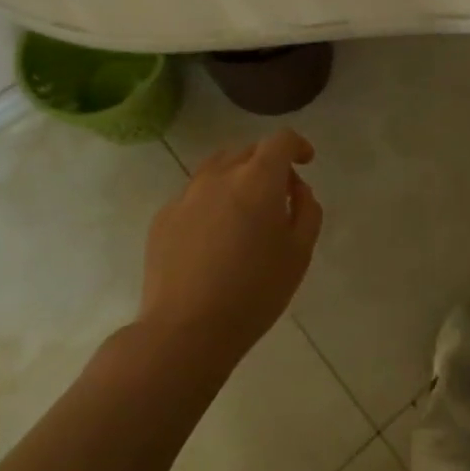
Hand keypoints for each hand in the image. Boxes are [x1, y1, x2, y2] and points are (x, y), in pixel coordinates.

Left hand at [140, 130, 323, 363]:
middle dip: (268, 164)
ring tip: (245, 213)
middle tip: (279, 197)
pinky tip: (214, 238)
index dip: (296, 145)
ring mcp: (186, 195)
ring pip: (217, 169)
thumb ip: (306, 210)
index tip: (306, 161)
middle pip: (248, 152)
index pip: (280, 140)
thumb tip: (296, 190)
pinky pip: (194, 196)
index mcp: (257, 179)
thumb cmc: (254, 291)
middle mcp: (219, 176)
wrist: (185, 330)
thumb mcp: (299, 253)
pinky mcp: (163, 218)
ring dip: (237, 179)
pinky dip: (212, 202)